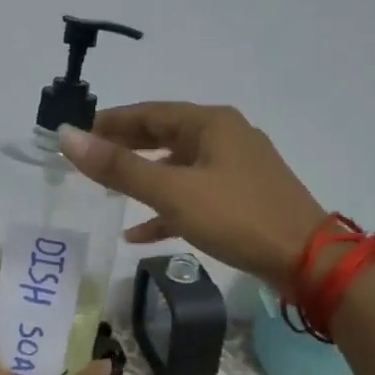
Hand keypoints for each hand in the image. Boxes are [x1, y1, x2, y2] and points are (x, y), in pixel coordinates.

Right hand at [57, 103, 326, 284]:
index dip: (110, 121)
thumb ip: (119, 167)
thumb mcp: (172, 191)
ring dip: (142, 178)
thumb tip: (67, 137)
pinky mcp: (240, 199)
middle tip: (85, 160)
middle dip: (123, 148)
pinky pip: (192, 195)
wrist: (307, 261)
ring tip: (106, 191)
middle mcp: (224, 137)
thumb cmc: (236, 216)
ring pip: (176, 167)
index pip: (149, 113)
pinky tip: (138, 233)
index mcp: (211, 123)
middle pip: (162, 136)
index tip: (76, 132)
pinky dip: (165, 208)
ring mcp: (235, 169)